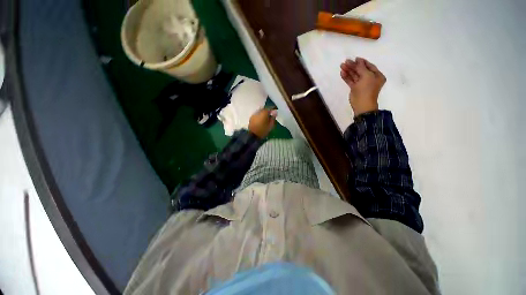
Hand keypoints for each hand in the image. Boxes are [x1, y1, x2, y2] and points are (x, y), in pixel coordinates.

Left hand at [248, 108, 276, 137]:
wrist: (252, 136)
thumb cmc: (263, 131)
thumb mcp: (270, 126)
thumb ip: (273, 118)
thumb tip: (275, 112)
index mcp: (264, 113)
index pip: (270, 108)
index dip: (273, 108)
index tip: (275, 111)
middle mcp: (258, 112)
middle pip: (264, 109)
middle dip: (267, 111)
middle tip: (271, 114)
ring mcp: (254, 114)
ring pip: (260, 111)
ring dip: (263, 113)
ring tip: (266, 117)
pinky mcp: (251, 118)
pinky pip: (257, 114)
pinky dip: (259, 116)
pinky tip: (261, 120)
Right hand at [340, 57, 385, 116]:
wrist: (362, 104)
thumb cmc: (367, 89)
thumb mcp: (366, 76)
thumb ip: (361, 67)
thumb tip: (358, 60)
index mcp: (376, 75)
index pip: (369, 66)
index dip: (362, 62)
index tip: (355, 58)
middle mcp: (369, 79)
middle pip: (360, 70)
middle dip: (353, 66)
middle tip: (345, 61)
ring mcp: (361, 84)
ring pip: (354, 75)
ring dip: (348, 70)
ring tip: (341, 66)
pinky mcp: (355, 88)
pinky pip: (350, 81)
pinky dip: (346, 77)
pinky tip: (342, 73)